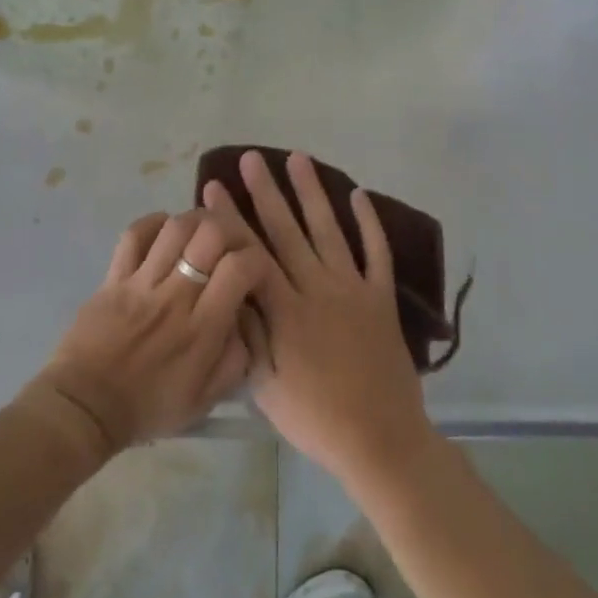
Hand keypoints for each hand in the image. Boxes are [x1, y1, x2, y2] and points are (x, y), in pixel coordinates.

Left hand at [25, 211, 263, 461]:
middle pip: (210, 235)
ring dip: (194, 221)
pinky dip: (154, 222)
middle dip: (229, 228)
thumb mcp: (205, 399)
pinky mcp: (114, 277)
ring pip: (175, 227)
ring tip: (200, 232)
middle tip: (230, 241)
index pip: (240, 268)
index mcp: (202, 328)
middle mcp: (175, 296)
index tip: (254, 269)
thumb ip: (235, 360)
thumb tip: (246, 320)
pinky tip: (165, 231)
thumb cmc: (148, 406)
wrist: (84, 409)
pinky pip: (134, 234)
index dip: (256, 258)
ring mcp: (141, 283)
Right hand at [203, 150, 435, 489]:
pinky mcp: (381, 297)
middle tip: (250, 158)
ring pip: (329, 230)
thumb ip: (249, 334)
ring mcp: (353, 288)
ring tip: (298, 158)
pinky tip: (358, 194)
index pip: (250, 255)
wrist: (381, 439)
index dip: (230, 219)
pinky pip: (376, 252)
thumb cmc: (316, 419)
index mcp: (285, 312)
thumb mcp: (266, 386)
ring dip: (312, 192)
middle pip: (287, 231)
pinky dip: (369, 223)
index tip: (215, 187)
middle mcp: (318, 289)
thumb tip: (230, 289)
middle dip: (266, 192)